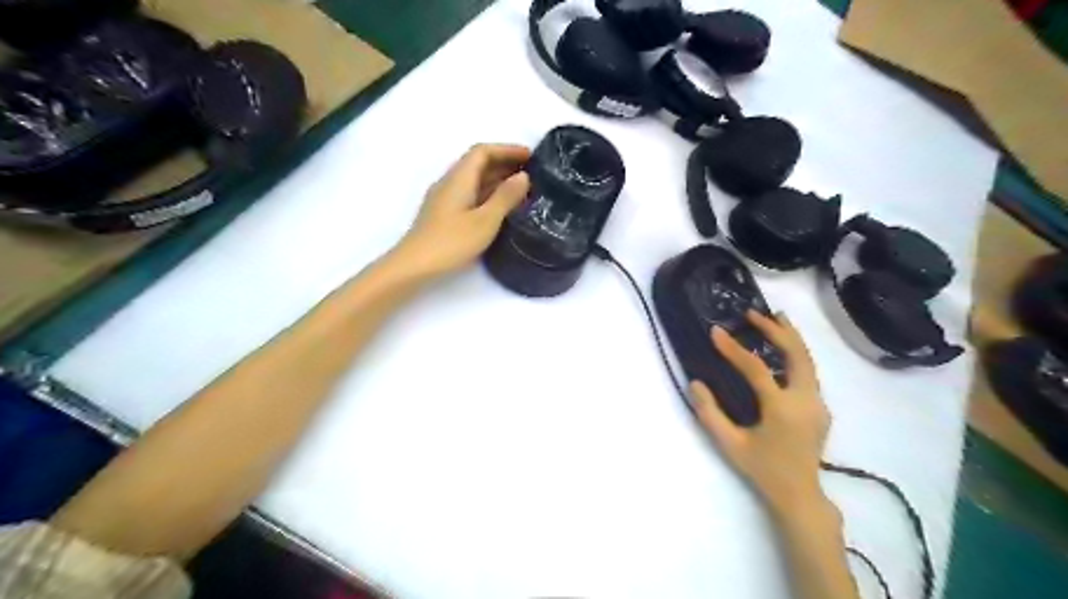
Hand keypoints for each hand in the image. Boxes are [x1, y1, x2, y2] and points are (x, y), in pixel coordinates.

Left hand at [391, 143, 528, 278]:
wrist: (414, 266)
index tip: (531, 157)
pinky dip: (489, 194)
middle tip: (532, 173)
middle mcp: (451, 183)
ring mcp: (445, 199)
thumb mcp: (485, 220)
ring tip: (523, 189)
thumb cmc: (451, 242)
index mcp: (459, 178)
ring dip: (498, 180)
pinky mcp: (445, 214)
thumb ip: (505, 197)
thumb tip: (524, 177)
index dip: (507, 150)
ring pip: (475, 180)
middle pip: (478, 163)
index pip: (483, 151)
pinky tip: (502, 207)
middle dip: (505, 163)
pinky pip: (471, 195)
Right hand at [693, 309, 833, 513]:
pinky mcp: (820, 407)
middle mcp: (805, 400)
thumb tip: (695, 383)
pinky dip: (796, 353)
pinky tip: (783, 348)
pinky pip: (808, 372)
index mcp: (781, 409)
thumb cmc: (762, 470)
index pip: (757, 369)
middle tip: (753, 313)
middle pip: (796, 354)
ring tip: (775, 317)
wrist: (800, 495)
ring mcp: (817, 403)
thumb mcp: (730, 444)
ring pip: (808, 360)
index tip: (716, 332)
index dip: (734, 349)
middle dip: (776, 330)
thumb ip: (710, 413)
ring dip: (791, 337)